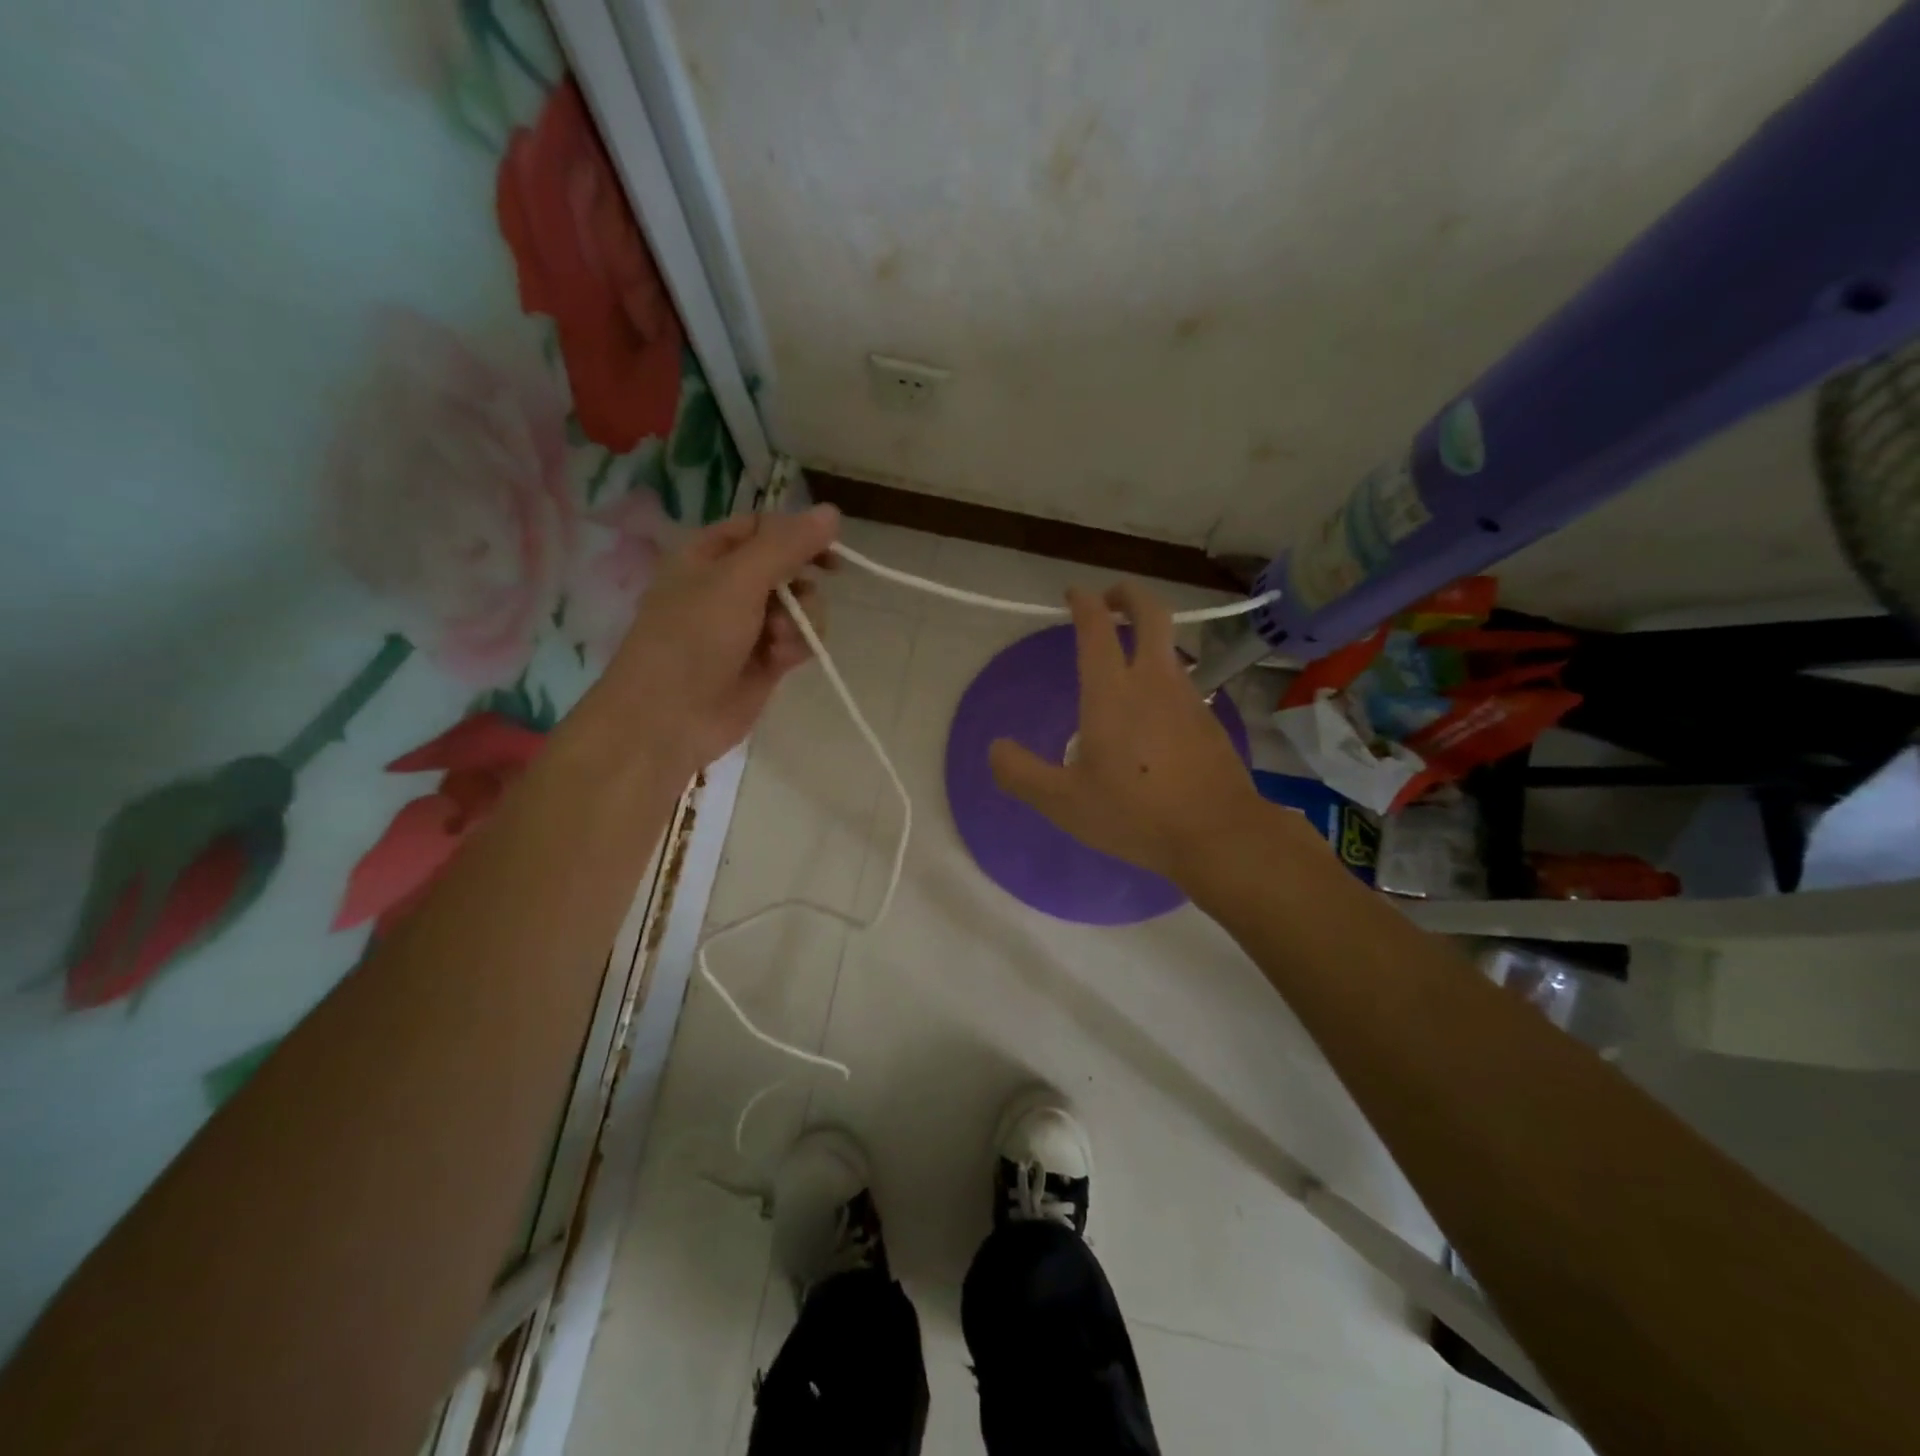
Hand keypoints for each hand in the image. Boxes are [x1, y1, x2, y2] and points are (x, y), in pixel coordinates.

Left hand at [598, 505, 839, 773]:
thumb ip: (787, 546)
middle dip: (801, 586)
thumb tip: (833, 511)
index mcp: (710, 554)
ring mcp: (749, 625)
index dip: (798, 535)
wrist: (670, 717)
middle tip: (800, 600)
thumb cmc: (693, 638)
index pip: (764, 529)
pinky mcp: (765, 660)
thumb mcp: (738, 580)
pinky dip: (797, 647)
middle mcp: (730, 586)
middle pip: (789, 568)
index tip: (828, 551)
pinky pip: (799, 640)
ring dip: (800, 621)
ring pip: (800, 607)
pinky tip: (782, 661)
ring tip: (779, 642)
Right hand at [989, 584, 1262, 883]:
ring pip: (1170, 648)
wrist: (1218, 834)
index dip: (1083, 602)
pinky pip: (1181, 683)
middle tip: (1110, 597)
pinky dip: (1162, 677)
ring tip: (1124, 662)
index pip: (1097, 627)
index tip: (1073, 594)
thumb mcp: (1063, 802)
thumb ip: (1021, 774)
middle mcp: (1153, 681)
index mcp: (1112, 692)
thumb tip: (996, 748)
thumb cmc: (1135, 813)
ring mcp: (1188, 698)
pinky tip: (1151, 714)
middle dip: (1129, 594)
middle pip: (1151, 614)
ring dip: (1147, 639)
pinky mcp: (1209, 720)